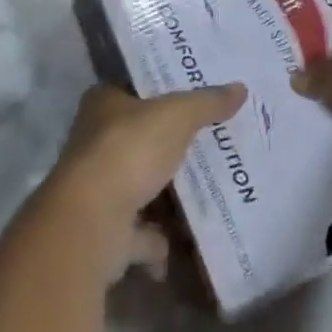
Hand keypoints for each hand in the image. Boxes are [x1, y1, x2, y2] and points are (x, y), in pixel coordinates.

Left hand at [45, 81, 246, 281]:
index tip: (191, 95)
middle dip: (168, 146)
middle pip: (138, 139)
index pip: (133, 88)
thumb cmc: (129, 150)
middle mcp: (94, 144)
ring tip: (208, 191)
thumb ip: (208, 102)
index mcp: (103, 104)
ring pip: (139, 188)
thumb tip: (241, 88)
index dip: (160, 90)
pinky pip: (139, 236)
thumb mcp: (178, 115)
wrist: (91, 224)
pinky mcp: (104, 234)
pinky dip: (159, 243)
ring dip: (165, 196)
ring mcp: (97, 191)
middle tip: (210, 141)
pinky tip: (186, 243)